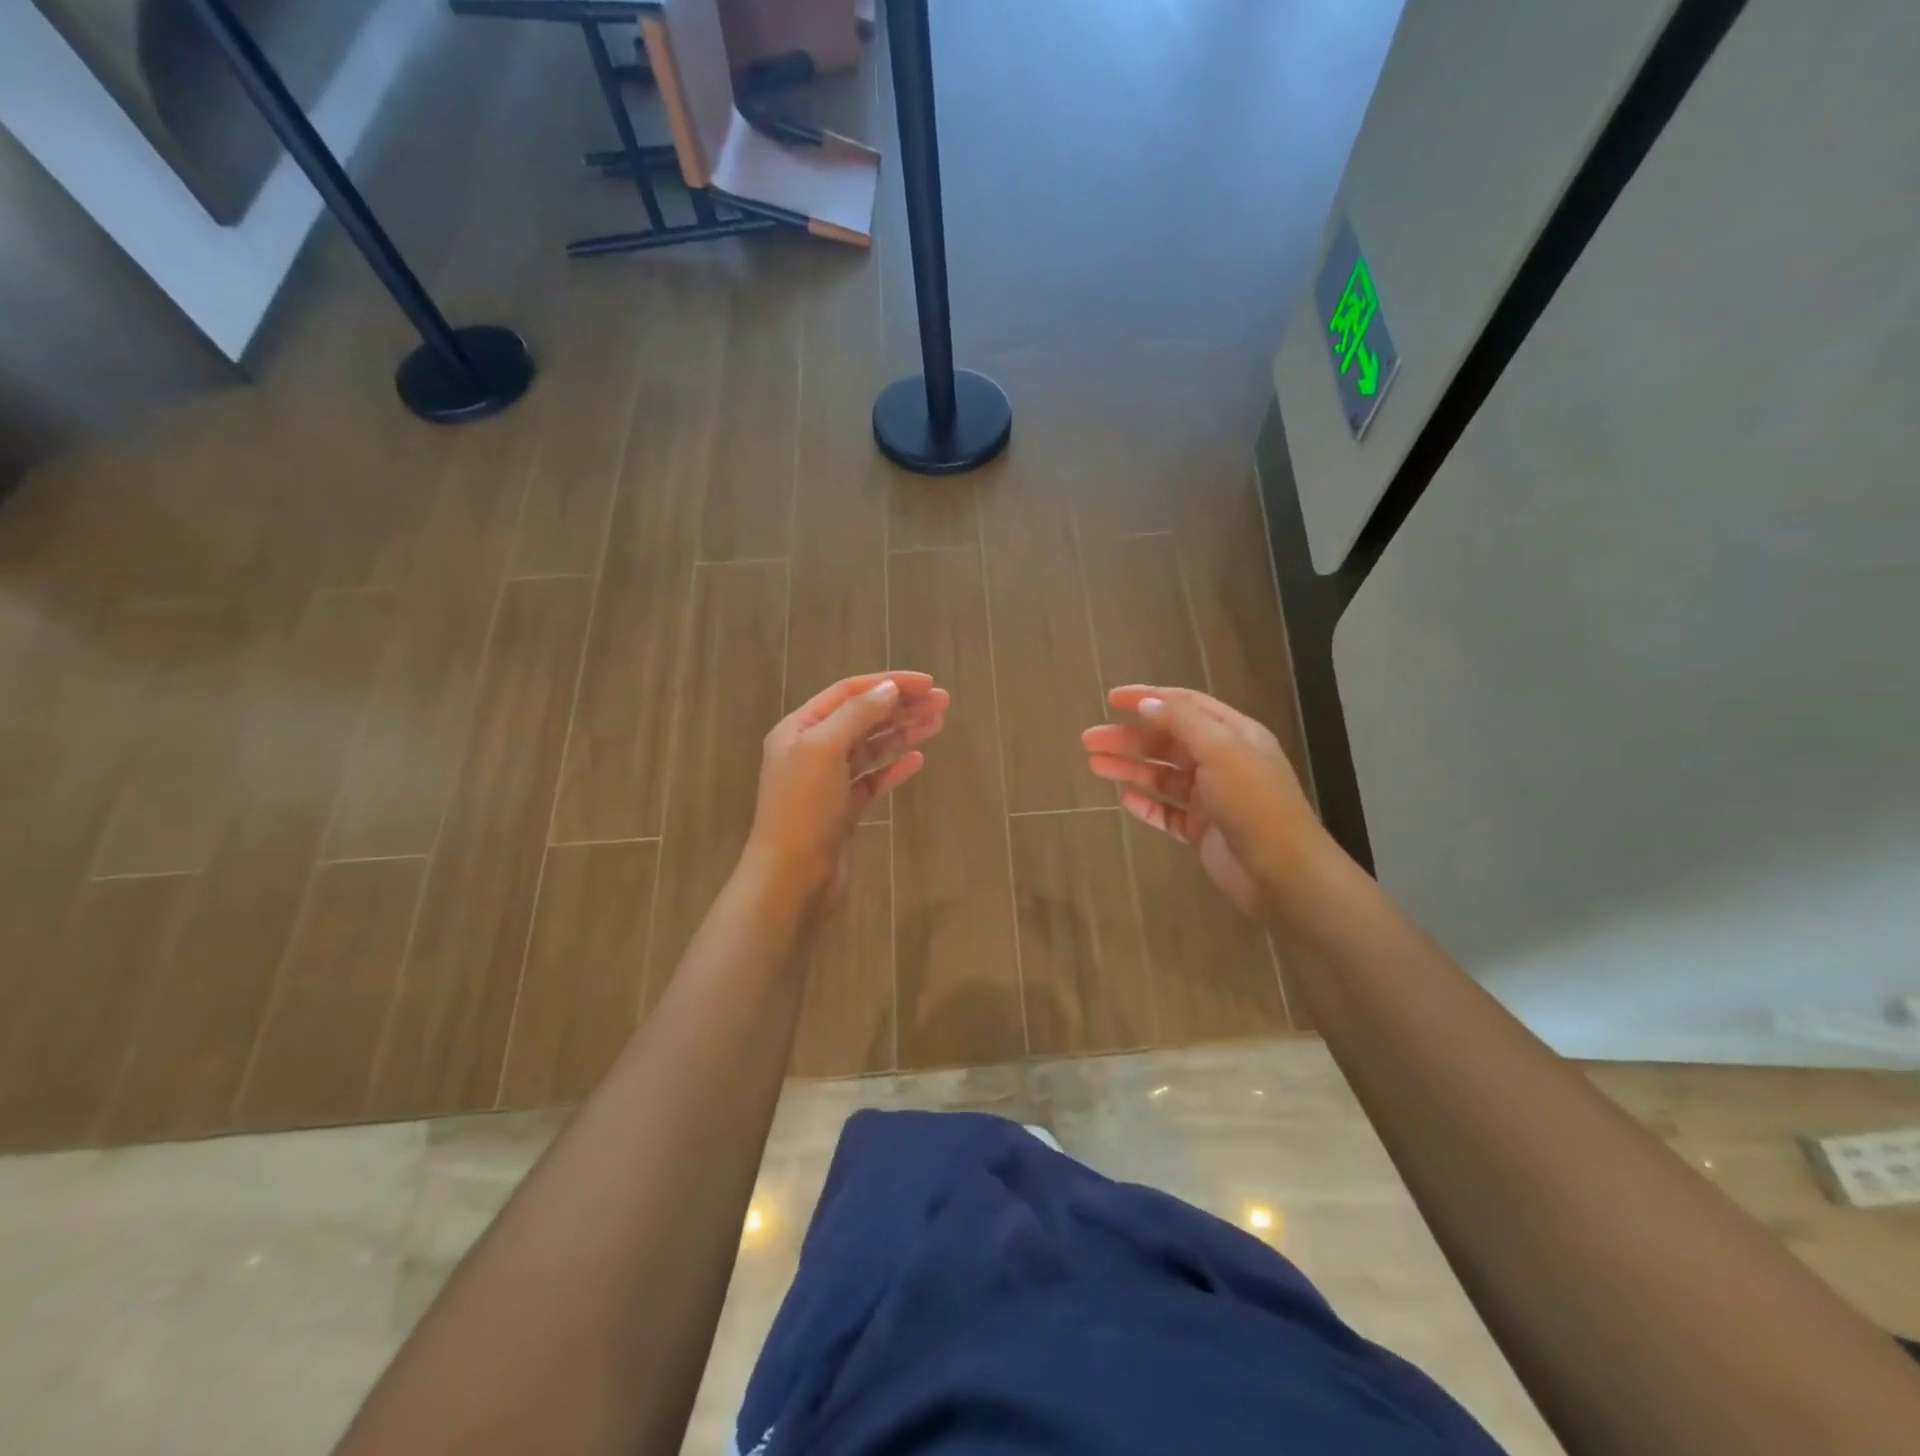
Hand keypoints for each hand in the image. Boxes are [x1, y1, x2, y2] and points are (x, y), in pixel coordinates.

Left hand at [741, 671, 947, 915]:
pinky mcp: (844, 809)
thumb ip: (857, 715)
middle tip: (943, 701)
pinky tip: (918, 760)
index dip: (888, 683)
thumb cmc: (803, 809)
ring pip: (871, 747)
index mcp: (800, 729)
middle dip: (902, 707)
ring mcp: (829, 782)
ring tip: (938, 723)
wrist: (791, 878)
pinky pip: (873, 780)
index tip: (928, 683)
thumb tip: (889, 689)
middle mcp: (812, 750)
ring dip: (903, 733)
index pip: (849, 692)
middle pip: (863, 717)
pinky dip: (894, 768)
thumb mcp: (824, 750)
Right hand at [1081, 685, 1320, 918]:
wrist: (1281, 872)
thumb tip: (1146, 703)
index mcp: (1234, 735)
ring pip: (1162, 776)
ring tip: (1094, 765)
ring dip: (1130, 768)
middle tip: (1089, 740)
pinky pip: (1167, 812)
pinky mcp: (1201, 830)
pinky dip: (1146, 804)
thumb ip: (1182, 722)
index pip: (1185, 706)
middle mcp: (1222, 761)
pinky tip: (1124, 799)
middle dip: (1128, 738)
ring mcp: (1211, 797)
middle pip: (1167, 741)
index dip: (1148, 698)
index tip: (1111, 699)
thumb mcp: (1220, 750)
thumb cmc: (1253, 803)